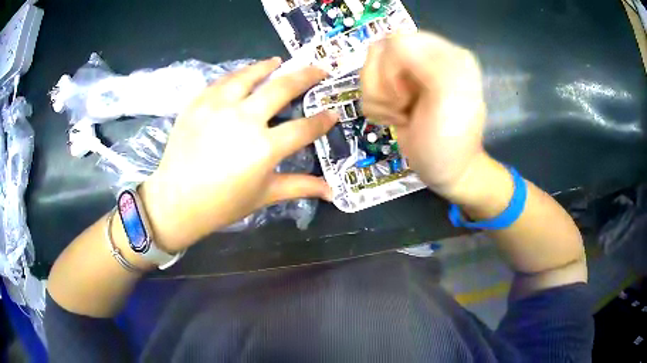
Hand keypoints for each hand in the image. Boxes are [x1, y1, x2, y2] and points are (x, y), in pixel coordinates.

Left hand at [139, 58, 338, 251]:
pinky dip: (237, 76)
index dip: (322, 120)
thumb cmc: (222, 204)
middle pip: (282, 88)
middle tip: (318, 69)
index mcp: (264, 148)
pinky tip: (243, 75)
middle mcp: (244, 119)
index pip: (304, 128)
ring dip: (268, 66)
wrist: (175, 201)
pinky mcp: (198, 102)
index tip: (333, 112)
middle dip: (306, 76)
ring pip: (250, 75)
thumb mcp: (264, 196)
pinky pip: (222, 81)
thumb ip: (299, 186)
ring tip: (279, 62)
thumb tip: (332, 191)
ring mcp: (219, 107)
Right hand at [360, 32, 487, 199]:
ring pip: (368, 67)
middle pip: (377, 52)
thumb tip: (393, 50)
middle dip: (383, 87)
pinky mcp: (396, 86)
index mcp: (444, 53)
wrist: (446, 171)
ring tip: (402, 114)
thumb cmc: (449, 143)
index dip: (392, 71)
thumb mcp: (450, 101)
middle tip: (404, 107)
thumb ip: (429, 64)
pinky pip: (367, 85)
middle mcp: (426, 55)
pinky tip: (398, 118)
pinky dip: (377, 107)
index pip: (397, 42)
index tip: (408, 98)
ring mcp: (408, 71)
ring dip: (378, 99)